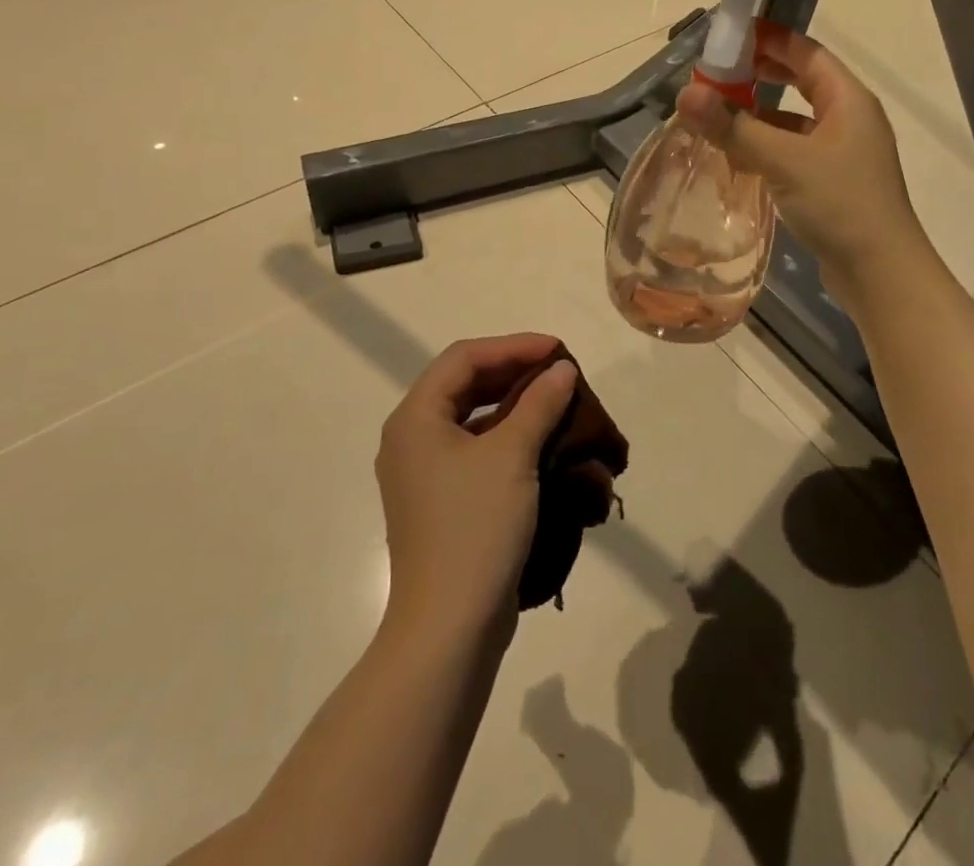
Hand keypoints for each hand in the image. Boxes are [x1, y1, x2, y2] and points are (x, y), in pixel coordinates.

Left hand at [376, 334, 578, 646]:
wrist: (450, 628)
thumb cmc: (475, 528)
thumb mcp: (513, 456)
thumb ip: (539, 404)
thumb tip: (562, 370)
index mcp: (416, 418)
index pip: (464, 358)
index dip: (513, 346)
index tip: (558, 350)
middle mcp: (411, 438)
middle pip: (464, 384)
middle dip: (515, 372)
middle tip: (560, 372)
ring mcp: (423, 473)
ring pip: (472, 418)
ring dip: (514, 404)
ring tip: (556, 400)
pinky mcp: (440, 501)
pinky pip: (475, 450)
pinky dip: (508, 437)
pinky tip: (541, 441)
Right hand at [675, 23, 925, 296]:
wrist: (880, 274)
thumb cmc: (840, 204)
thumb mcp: (784, 161)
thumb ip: (734, 127)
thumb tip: (685, 94)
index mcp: (848, 99)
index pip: (805, 52)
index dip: (767, 40)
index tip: (727, 36)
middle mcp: (848, 118)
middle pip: (800, 81)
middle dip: (758, 75)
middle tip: (715, 74)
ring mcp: (841, 151)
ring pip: (793, 120)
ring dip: (758, 114)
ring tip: (716, 113)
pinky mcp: (831, 181)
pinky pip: (793, 150)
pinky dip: (766, 146)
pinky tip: (737, 156)